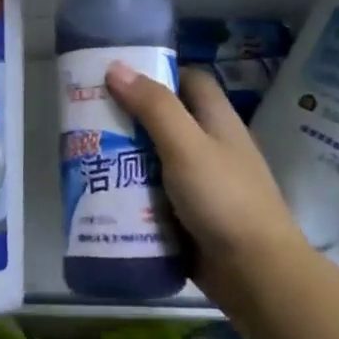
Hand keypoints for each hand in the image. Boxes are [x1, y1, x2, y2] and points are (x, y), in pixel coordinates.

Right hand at [105, 61, 304, 297]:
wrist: (254, 272)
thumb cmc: (224, 199)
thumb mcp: (186, 146)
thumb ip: (154, 107)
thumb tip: (116, 67)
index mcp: (217, 121)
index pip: (190, 81)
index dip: (158, 73)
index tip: (117, 77)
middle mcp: (210, 148)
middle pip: (166, 121)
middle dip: (128, 120)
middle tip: (88, 120)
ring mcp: (200, 184)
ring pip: (156, 161)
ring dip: (125, 159)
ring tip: (85, 156)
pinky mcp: (188, 215)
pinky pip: (154, 196)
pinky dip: (132, 194)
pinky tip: (103, 196)